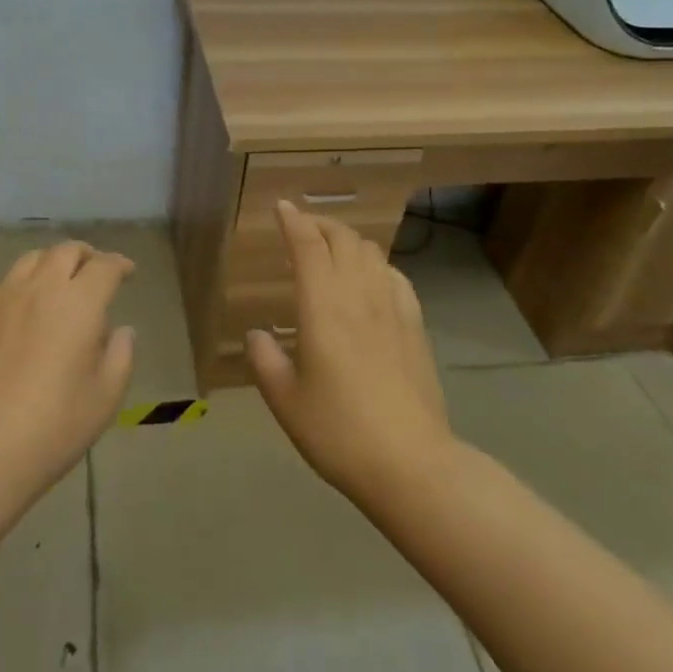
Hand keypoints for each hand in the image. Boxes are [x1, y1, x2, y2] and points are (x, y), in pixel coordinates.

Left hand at [0, 242, 136, 502]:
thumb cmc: (51, 428)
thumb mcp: (104, 399)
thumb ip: (120, 356)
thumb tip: (122, 330)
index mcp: (78, 303)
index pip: (104, 266)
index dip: (119, 264)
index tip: (127, 272)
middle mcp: (38, 289)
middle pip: (65, 251)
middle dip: (85, 255)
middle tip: (93, 271)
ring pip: (29, 261)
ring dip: (50, 265)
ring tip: (55, 286)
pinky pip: (0, 289)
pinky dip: (19, 291)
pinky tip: (19, 318)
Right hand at [246, 201, 454, 502]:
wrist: (411, 464)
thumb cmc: (339, 432)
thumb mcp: (286, 402)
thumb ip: (265, 361)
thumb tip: (257, 334)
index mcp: (323, 306)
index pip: (308, 245)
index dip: (293, 220)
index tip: (281, 207)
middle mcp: (359, 295)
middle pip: (343, 238)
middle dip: (319, 224)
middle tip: (301, 229)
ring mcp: (393, 307)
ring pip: (371, 251)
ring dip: (347, 240)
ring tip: (331, 252)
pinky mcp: (416, 325)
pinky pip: (395, 275)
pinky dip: (376, 265)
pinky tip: (370, 281)